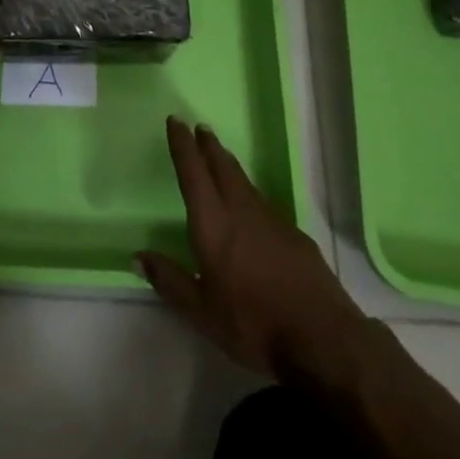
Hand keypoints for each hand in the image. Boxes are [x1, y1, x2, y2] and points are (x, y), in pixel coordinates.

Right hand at [137, 118, 374, 388]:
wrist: (322, 337)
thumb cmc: (253, 324)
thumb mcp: (202, 312)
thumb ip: (170, 281)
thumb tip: (137, 256)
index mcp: (213, 224)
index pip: (193, 173)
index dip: (182, 145)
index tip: (176, 121)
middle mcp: (241, 211)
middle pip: (222, 167)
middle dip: (208, 146)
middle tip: (200, 127)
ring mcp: (271, 220)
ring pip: (244, 181)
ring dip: (229, 164)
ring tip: (221, 155)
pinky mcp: (294, 234)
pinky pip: (264, 202)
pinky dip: (250, 191)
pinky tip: (252, 204)